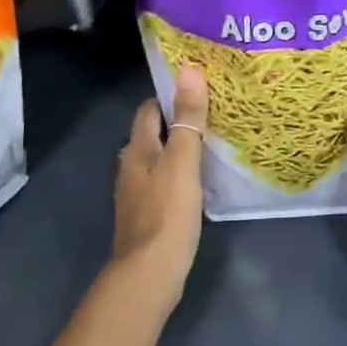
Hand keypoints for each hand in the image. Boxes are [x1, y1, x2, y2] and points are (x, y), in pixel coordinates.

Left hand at [113, 65, 208, 307]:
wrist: (149, 275)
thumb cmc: (167, 213)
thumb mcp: (182, 161)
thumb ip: (187, 119)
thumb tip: (189, 70)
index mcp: (136, 149)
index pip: (149, 109)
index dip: (170, 95)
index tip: (200, 87)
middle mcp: (132, 167)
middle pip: (154, 133)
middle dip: (179, 120)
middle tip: (215, 112)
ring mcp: (138, 193)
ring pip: (160, 159)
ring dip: (181, 148)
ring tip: (214, 141)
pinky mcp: (149, 215)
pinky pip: (165, 182)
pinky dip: (182, 173)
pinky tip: (202, 179)